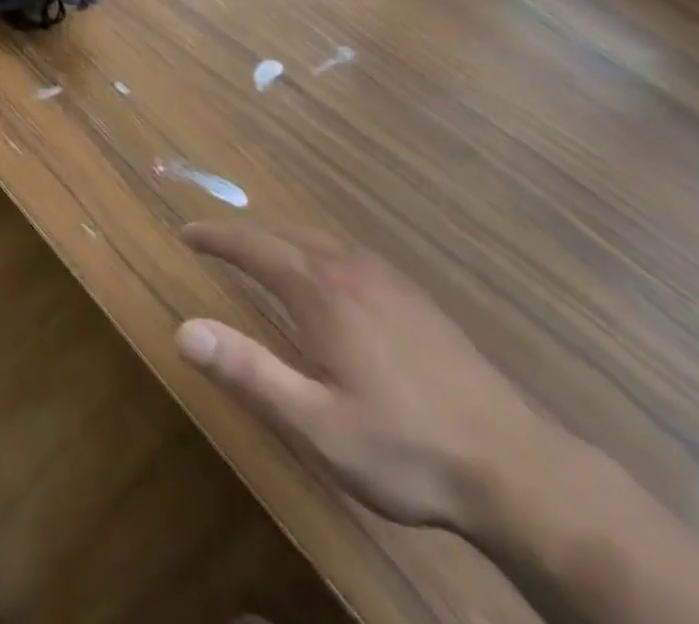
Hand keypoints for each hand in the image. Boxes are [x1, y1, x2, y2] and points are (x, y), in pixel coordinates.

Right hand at [176, 221, 549, 535]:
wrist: (515, 465)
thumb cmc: (405, 448)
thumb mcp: (316, 424)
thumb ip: (248, 372)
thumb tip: (183, 330)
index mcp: (322, 291)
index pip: (254, 246)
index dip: (216, 237)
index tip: (186, 233)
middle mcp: (351, 269)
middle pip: (285, 234)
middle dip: (245, 234)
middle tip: (213, 243)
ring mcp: (388, 279)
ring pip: (320, 240)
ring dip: (281, 240)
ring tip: (259, 254)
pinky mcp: (413, 296)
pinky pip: (348, 254)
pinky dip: (315, 251)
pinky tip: (325, 278)